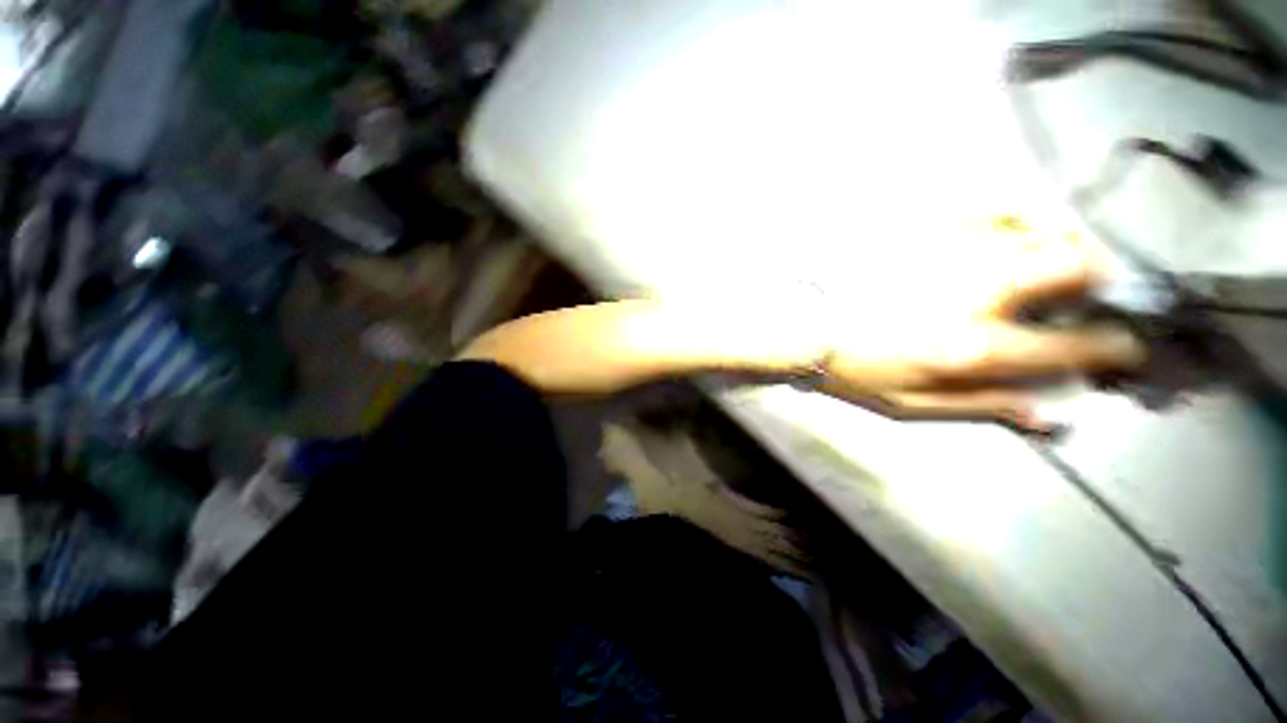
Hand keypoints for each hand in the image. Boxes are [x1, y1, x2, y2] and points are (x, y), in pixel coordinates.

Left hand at [818, 219, 1145, 431]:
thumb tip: (1048, 415)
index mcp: (975, 347)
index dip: (1116, 346)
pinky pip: (990, 212)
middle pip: (1074, 265)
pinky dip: (1009, 225)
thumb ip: (982, 407)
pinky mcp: (924, 231)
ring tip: (1040, 264)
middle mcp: (977, 292)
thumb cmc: (852, 371)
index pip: (1076, 344)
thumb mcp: (910, 407)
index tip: (1124, 344)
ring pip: (1038, 229)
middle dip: (1095, 278)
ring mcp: (951, 253)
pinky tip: (996, 243)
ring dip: (1055, 246)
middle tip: (1080, 293)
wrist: (803, 329)